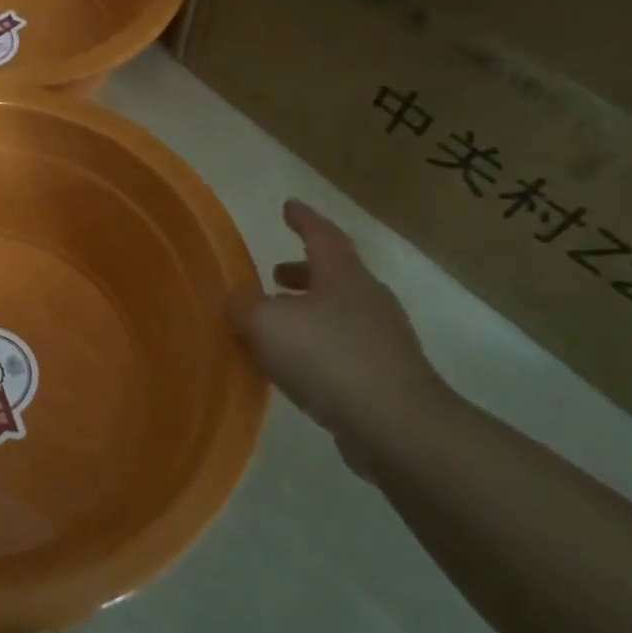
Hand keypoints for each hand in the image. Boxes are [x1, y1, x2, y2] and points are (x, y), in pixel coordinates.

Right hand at [230, 200, 450, 463]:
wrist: (397, 426)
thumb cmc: (329, 359)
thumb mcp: (267, 325)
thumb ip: (243, 307)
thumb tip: (234, 300)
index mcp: (344, 277)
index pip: (322, 235)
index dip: (303, 219)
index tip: (288, 206)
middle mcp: (368, 300)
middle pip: (333, 274)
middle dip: (302, 271)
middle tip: (274, 275)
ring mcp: (383, 339)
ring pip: (338, 312)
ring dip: (307, 311)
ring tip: (276, 324)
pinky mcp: (385, 375)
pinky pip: (343, 347)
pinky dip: (317, 345)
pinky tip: (295, 366)